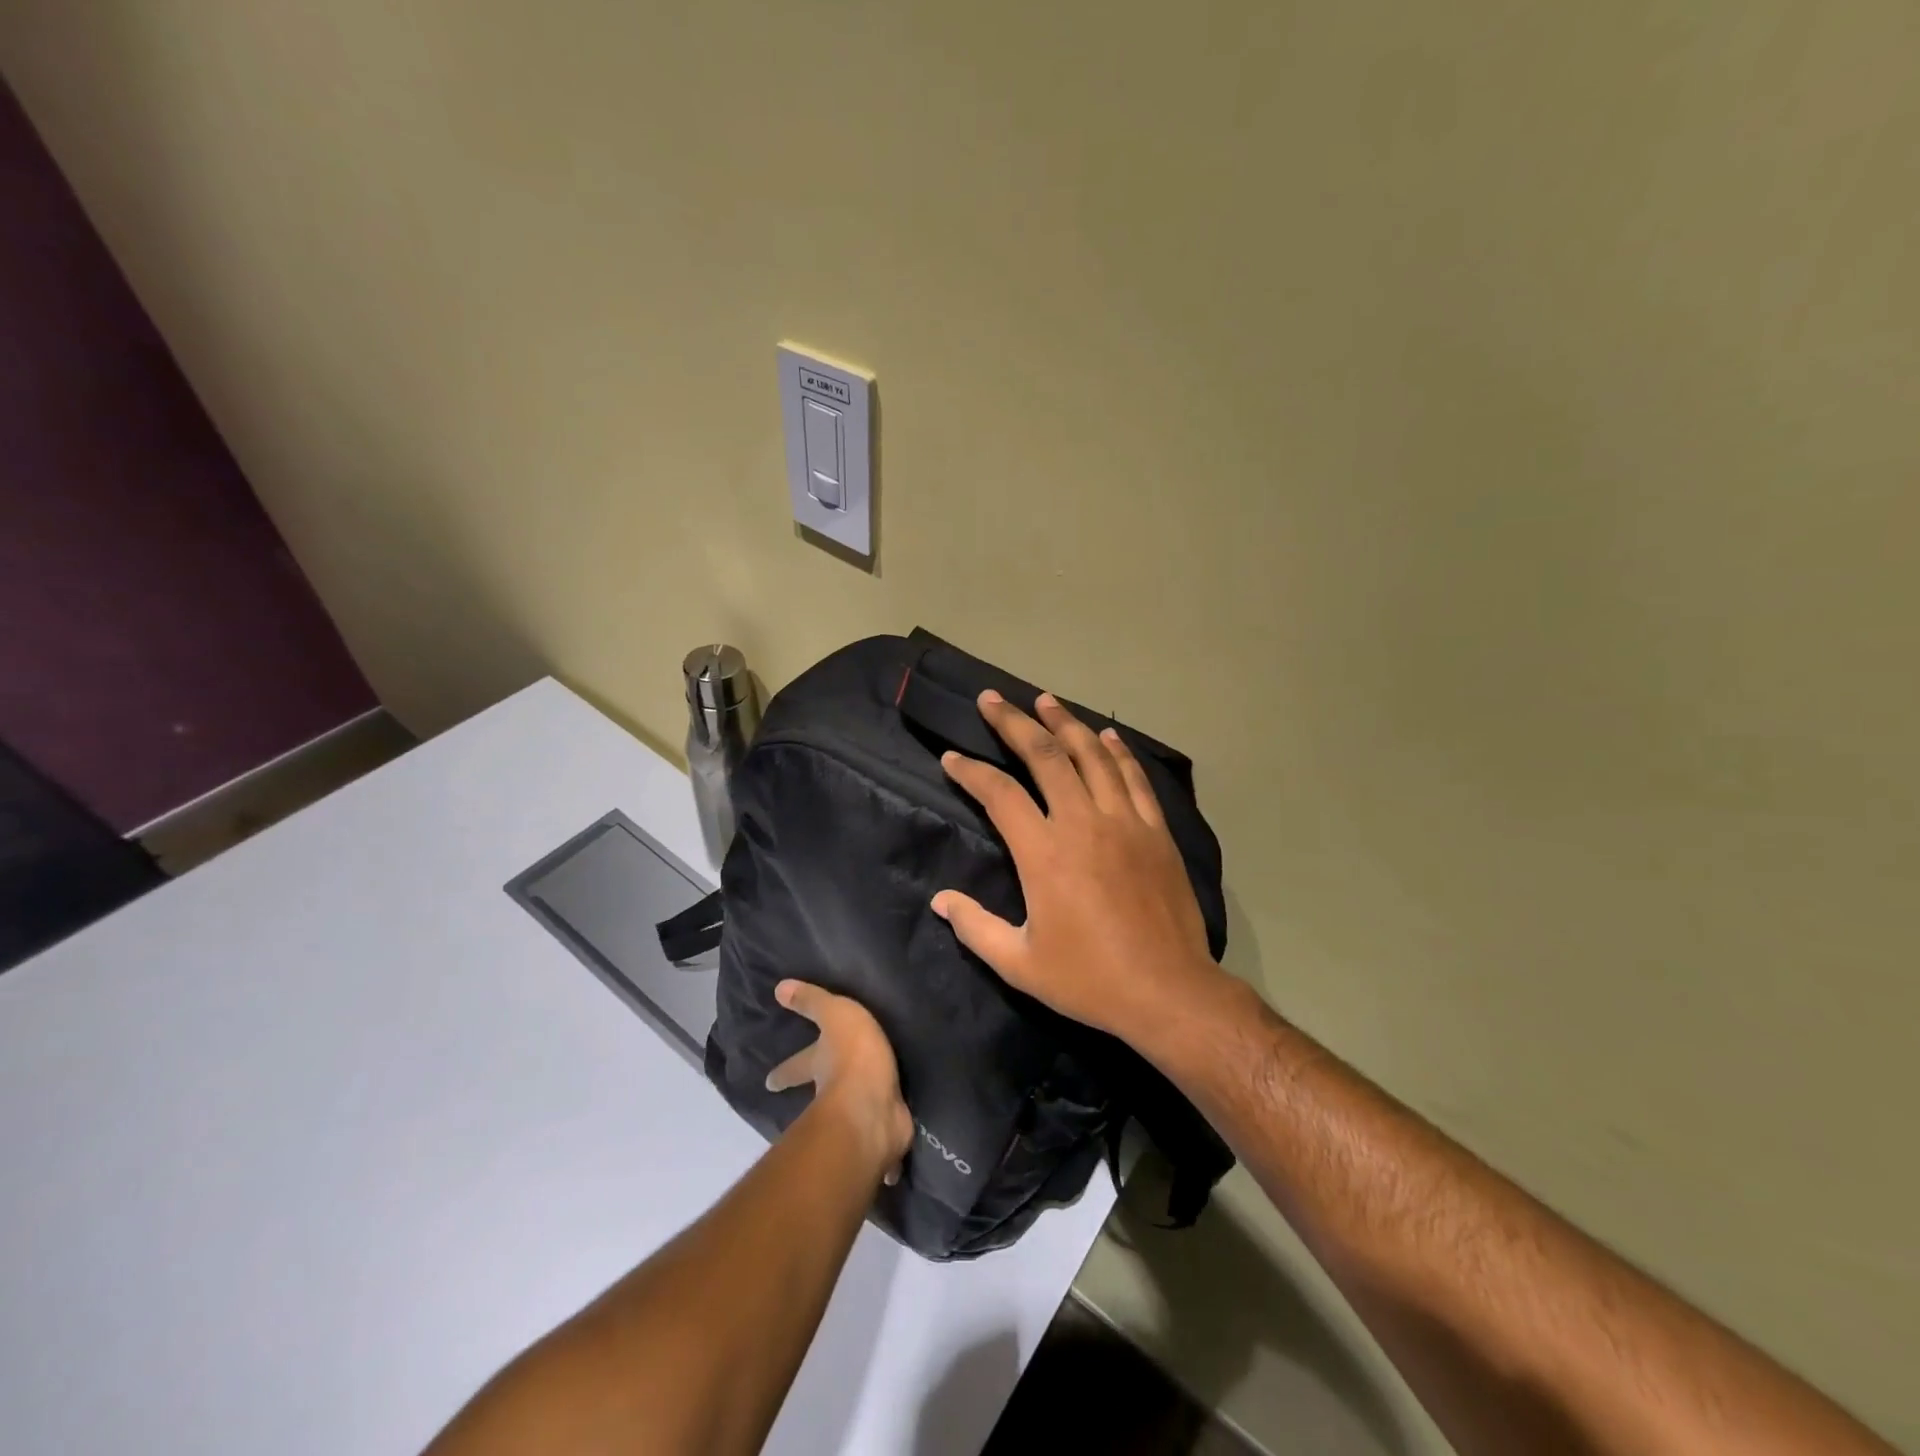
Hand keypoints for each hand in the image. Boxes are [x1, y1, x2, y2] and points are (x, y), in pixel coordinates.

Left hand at [765, 980, 913, 1180]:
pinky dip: (884, 1136)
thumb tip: (778, 987)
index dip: (783, 1072)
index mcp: (820, 1066)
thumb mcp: (834, 1015)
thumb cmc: (852, 1056)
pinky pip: (883, 1132)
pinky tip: (891, 1136)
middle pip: (819, 1094)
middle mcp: (832, 1094)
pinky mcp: (882, 1133)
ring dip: (852, 1113)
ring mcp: (858, 1117)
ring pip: (851, 1113)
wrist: (874, 1107)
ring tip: (861, 1111)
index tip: (768, 1083)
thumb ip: (812, 1002)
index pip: (796, 1066)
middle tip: (810, 1103)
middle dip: (815, 1096)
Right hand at [931, 691, 1222, 1042]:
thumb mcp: (1019, 964)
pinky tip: (1107, 734)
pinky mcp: (1156, 831)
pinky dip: (1118, 751)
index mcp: (1044, 853)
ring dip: (1065, 723)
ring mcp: (1125, 822)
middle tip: (992, 699)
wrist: (1168, 992)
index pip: (999, 794)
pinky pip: (1134, 777)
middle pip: (1045, 756)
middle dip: (1014, 723)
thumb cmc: (1089, 980)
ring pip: (1092, 755)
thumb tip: (940, 900)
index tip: (951, 757)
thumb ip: (975, 927)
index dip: (970, 771)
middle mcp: (1083, 823)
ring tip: (1045, 700)